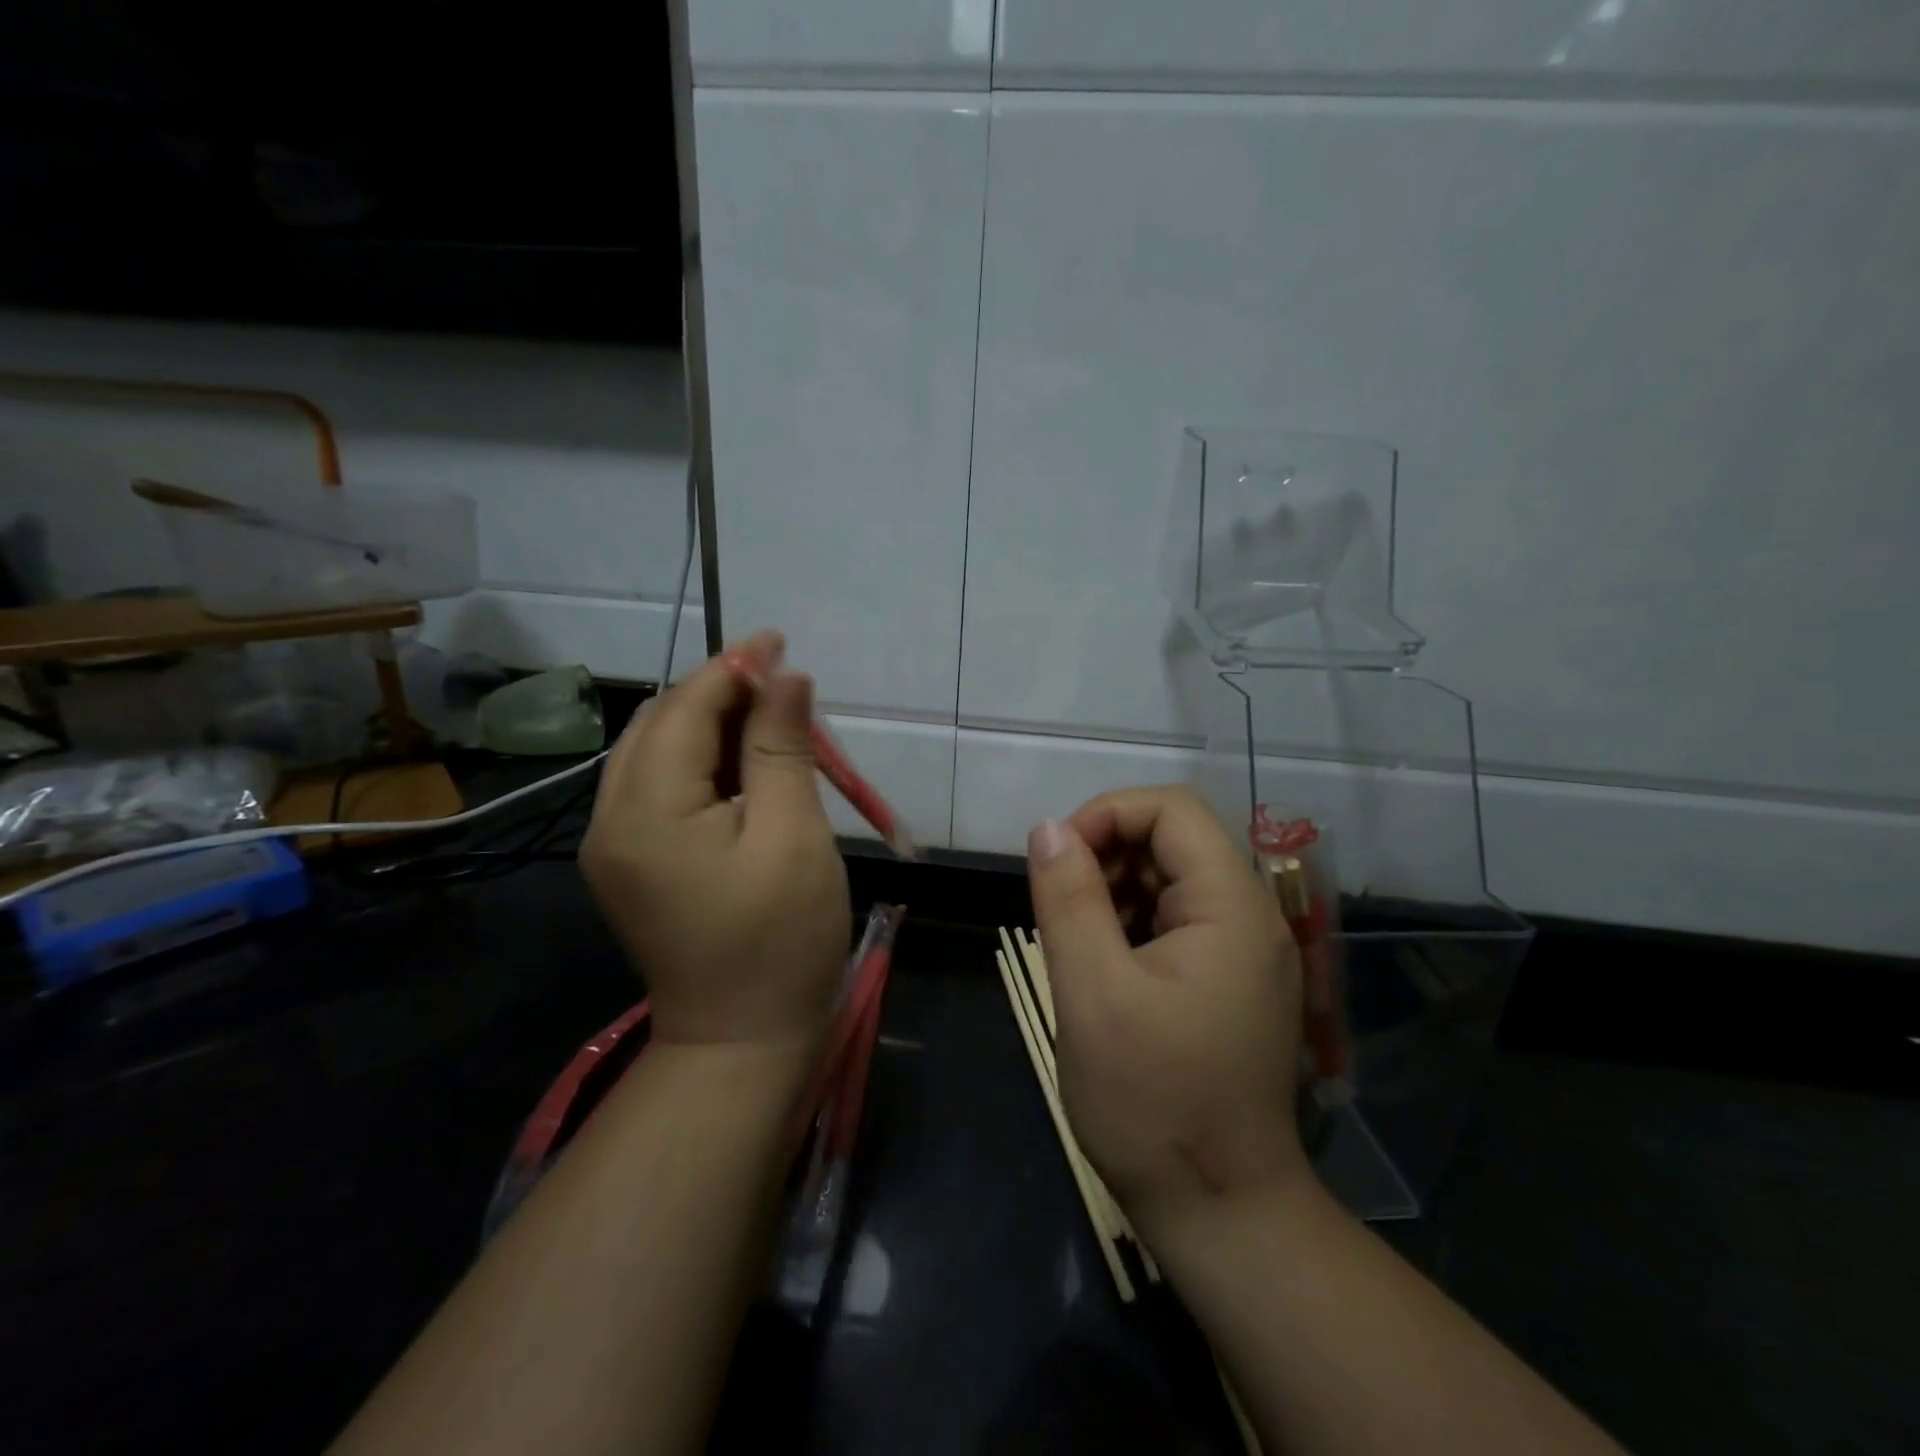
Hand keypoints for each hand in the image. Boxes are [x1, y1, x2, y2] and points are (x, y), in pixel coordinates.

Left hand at [579, 630, 850, 1053]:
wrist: (741, 1040)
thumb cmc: (781, 939)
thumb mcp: (793, 835)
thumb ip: (781, 748)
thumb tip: (785, 675)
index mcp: (646, 811)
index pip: (684, 709)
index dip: (733, 669)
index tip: (779, 641)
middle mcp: (611, 819)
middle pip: (660, 724)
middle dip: (720, 693)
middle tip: (783, 687)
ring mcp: (613, 844)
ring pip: (656, 752)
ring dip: (711, 725)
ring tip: (772, 723)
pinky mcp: (630, 862)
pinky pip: (659, 787)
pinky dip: (701, 763)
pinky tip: (744, 768)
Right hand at [1026, 785, 1307, 1225]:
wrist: (1222, 1212)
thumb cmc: (1152, 1103)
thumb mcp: (1092, 993)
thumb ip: (1068, 899)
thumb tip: (1048, 828)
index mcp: (1231, 906)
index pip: (1172, 809)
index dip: (1106, 815)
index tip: (1057, 861)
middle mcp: (1251, 915)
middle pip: (1174, 839)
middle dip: (1107, 855)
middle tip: (1060, 907)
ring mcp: (1245, 950)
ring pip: (1171, 878)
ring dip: (1115, 889)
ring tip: (1076, 941)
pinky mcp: (1230, 980)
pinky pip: (1177, 920)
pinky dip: (1131, 922)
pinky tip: (1102, 965)